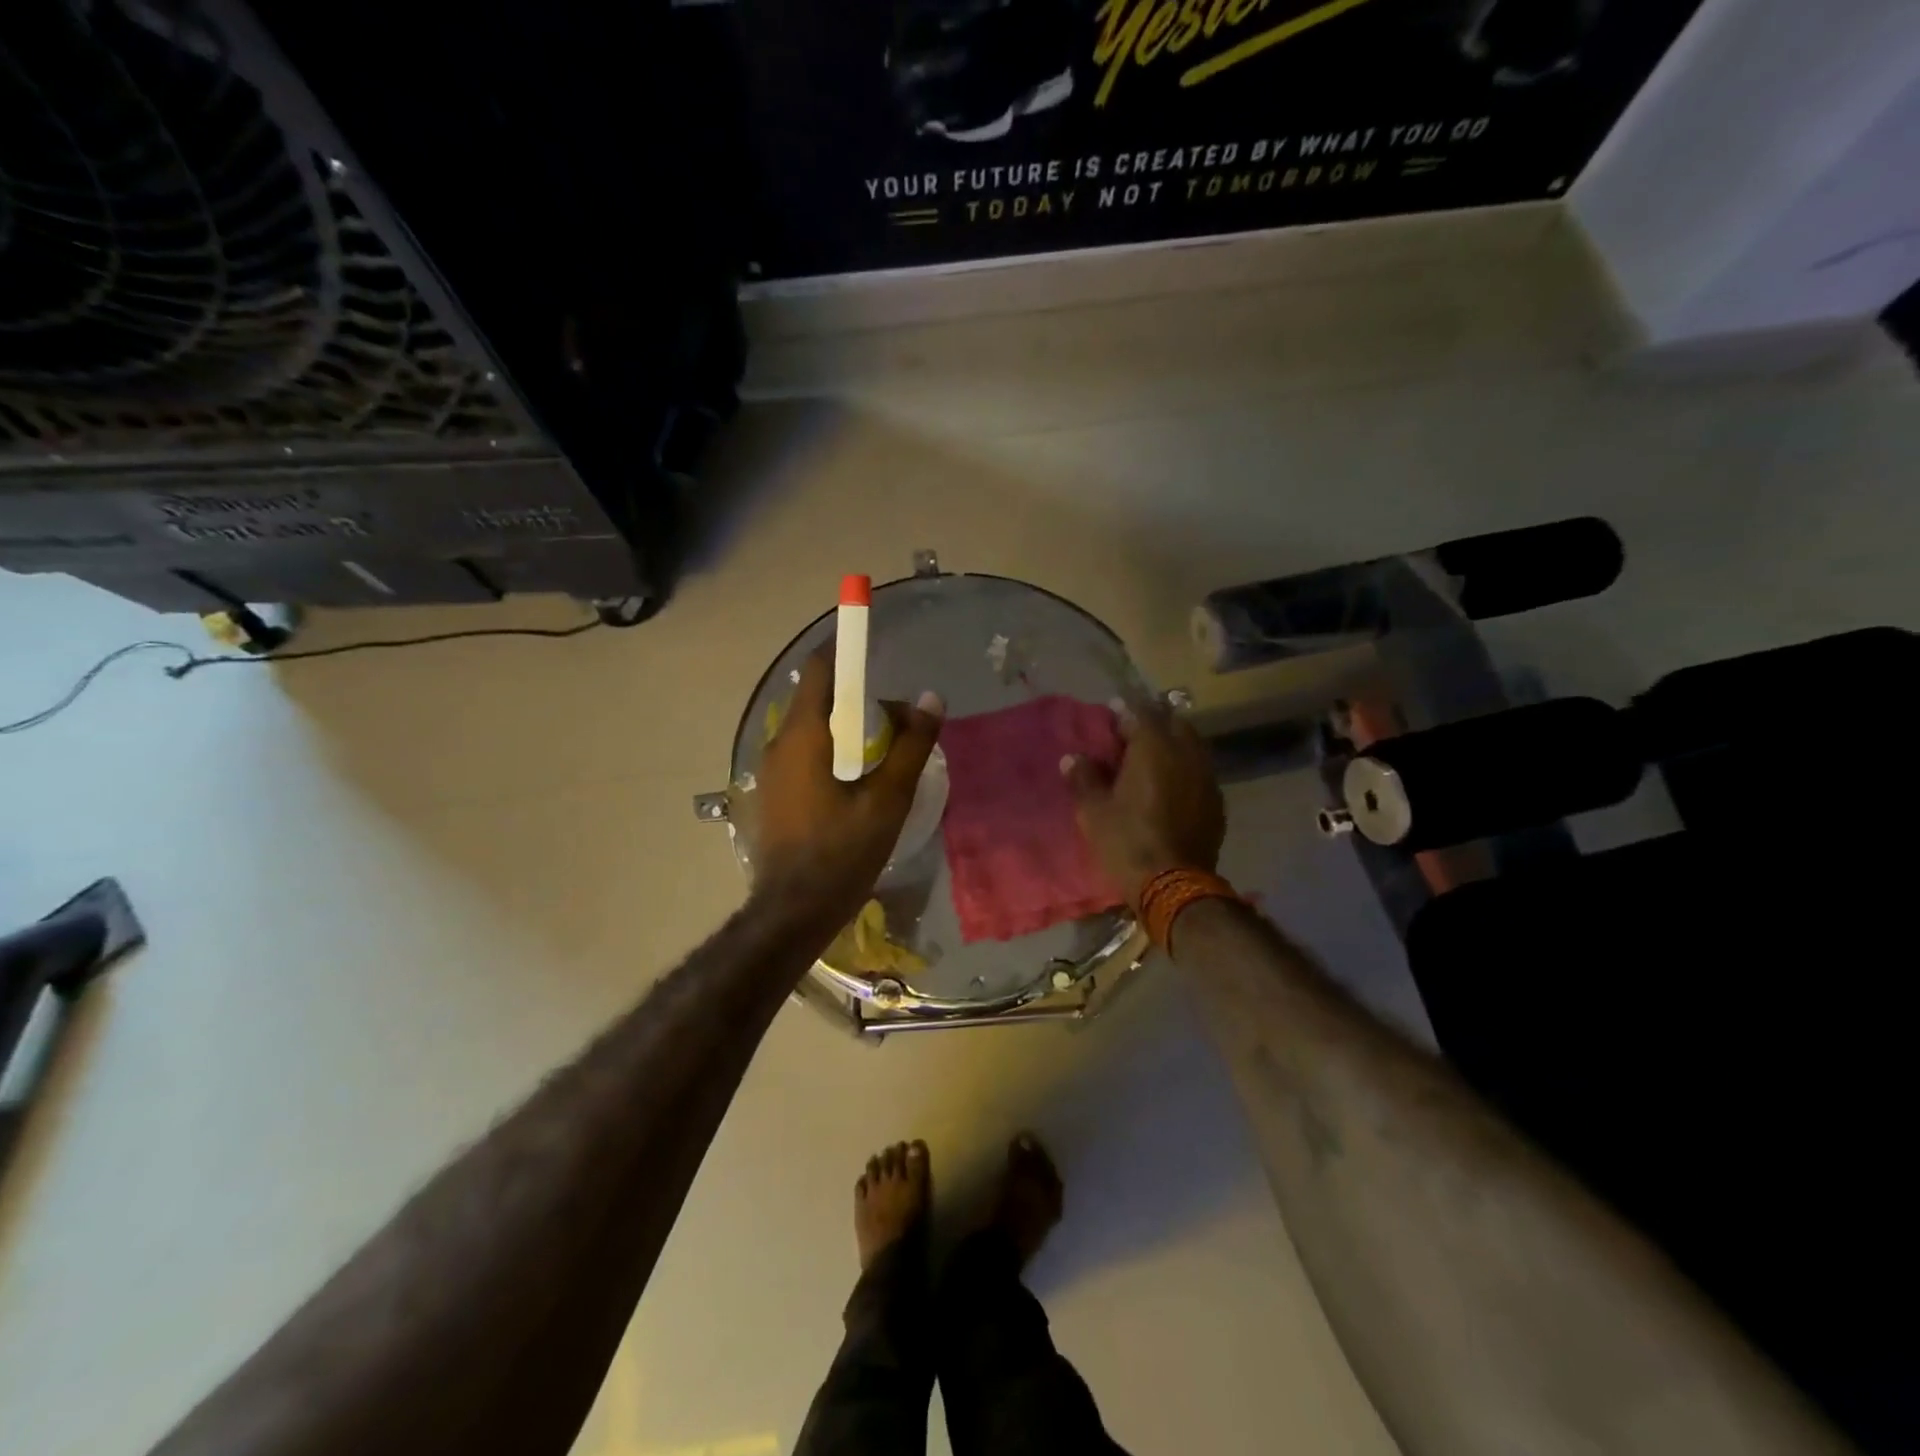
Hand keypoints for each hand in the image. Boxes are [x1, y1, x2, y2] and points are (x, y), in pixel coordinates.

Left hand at [752, 649, 943, 928]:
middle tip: (896, 712)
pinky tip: (858, 776)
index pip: (820, 669)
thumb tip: (931, 700)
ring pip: (811, 728)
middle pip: (818, 698)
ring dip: (846, 724)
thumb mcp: (887, 799)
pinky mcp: (773, 792)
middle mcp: (779, 743)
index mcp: (804, 736)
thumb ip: (911, 746)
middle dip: (856, 693)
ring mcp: (771, 770)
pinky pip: (804, 752)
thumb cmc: (841, 853)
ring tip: (884, 745)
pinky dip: (832, 747)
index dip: (845, 648)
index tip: (873, 640)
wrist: (792, 911)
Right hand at [1063, 694, 1224, 909]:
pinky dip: (1185, 770)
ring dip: (1173, 745)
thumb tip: (1073, 758)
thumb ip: (1084, 778)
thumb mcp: (1093, 811)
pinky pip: (1200, 772)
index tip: (1112, 710)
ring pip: (1191, 746)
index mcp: (1154, 748)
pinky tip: (1171, 786)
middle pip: (1173, 723)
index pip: (1141, 712)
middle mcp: (1186, 754)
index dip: (1125, 709)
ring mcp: (1206, 778)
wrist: (1173, 884)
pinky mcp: (1216, 802)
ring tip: (1152, 758)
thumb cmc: (1126, 841)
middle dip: (1154, 722)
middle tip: (1133, 735)